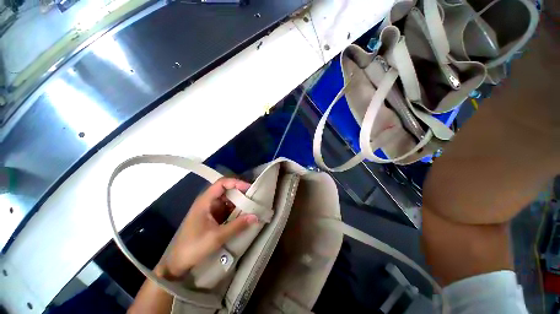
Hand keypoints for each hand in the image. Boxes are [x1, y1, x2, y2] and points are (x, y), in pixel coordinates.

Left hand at [158, 178, 257, 279]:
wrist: (177, 262)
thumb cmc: (193, 247)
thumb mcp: (217, 237)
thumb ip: (237, 226)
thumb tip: (256, 216)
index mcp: (205, 201)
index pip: (221, 183)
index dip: (235, 182)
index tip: (248, 188)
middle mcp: (208, 201)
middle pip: (226, 189)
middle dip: (240, 191)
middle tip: (253, 196)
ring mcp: (210, 209)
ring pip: (228, 199)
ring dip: (239, 201)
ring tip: (252, 204)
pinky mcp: (213, 216)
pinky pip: (227, 208)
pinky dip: (236, 209)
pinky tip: (244, 214)